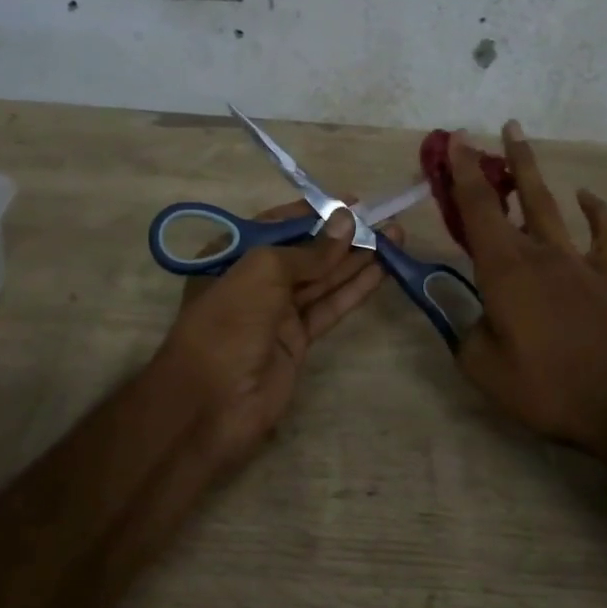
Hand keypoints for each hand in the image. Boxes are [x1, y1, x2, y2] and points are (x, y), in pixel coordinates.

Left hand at [156, 203, 393, 467]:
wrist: (211, 404)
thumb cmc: (228, 323)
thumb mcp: (262, 272)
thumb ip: (308, 250)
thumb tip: (346, 221)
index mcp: (232, 255)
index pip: (278, 224)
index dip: (314, 212)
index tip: (351, 203)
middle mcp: (254, 279)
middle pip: (306, 250)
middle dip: (343, 234)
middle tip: (384, 219)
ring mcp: (277, 311)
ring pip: (323, 278)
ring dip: (357, 258)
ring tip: (396, 236)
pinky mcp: (298, 340)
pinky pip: (330, 306)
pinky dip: (355, 289)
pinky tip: (382, 271)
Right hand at [450, 123, 606, 449]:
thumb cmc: (546, 387)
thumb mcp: (483, 368)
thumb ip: (465, 334)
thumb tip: (471, 318)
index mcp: (504, 270)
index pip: (477, 209)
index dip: (462, 172)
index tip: (453, 140)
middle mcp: (540, 254)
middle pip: (514, 197)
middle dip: (495, 162)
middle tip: (485, 131)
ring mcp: (577, 263)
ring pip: (551, 205)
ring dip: (533, 172)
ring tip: (520, 140)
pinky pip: (604, 236)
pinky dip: (596, 212)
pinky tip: (587, 198)